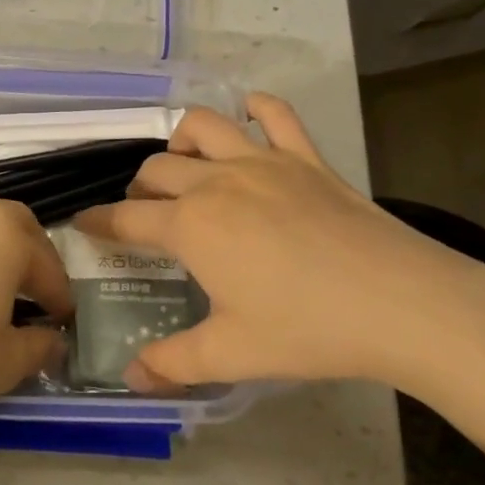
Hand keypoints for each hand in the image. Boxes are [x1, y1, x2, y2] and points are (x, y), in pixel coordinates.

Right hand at [75, 94, 484, 393]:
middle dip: (138, 188)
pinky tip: (249, 118)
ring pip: (203, 126)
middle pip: (157, 169)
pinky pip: (275, 114)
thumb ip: (173, 363)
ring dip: (181, 140)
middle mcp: (216, 182)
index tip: (83, 224)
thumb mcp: (232, 354)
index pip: (126, 217)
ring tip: (185, 165)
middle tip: (144, 214)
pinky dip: (256, 108)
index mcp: (191, 226)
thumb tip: (131, 377)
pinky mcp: (306, 157)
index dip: (98, 222)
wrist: (401, 303)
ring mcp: (263, 161)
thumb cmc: (307, 329)